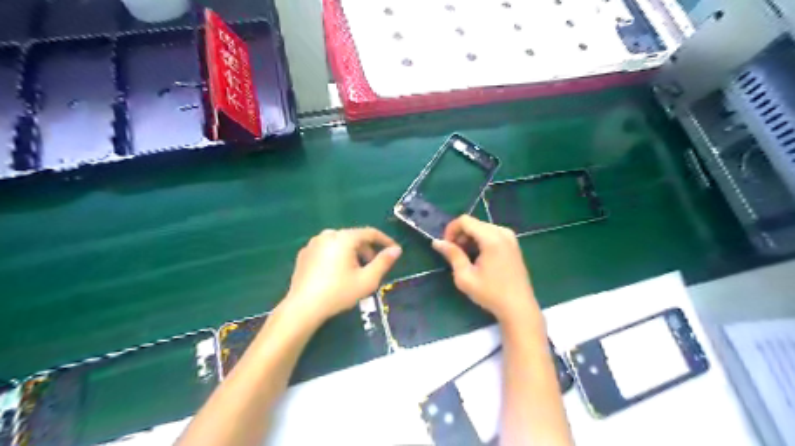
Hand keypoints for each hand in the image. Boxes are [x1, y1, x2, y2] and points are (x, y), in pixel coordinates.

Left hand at [280, 227, 404, 323]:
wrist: (302, 308)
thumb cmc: (338, 293)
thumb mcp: (367, 280)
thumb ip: (384, 262)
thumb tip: (396, 250)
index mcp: (344, 238)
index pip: (370, 233)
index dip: (385, 241)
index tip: (394, 250)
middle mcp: (328, 235)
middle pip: (354, 237)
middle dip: (367, 250)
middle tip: (373, 267)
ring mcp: (313, 243)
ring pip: (340, 243)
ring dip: (352, 253)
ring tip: (356, 272)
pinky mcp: (304, 253)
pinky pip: (327, 249)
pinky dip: (337, 256)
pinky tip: (337, 274)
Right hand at [434, 217, 539, 325]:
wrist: (518, 307)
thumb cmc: (490, 293)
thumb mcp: (465, 276)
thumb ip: (452, 255)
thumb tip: (437, 242)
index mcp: (491, 238)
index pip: (465, 220)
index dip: (451, 230)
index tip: (446, 246)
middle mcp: (502, 232)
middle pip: (474, 223)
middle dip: (460, 234)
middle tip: (454, 253)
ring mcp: (510, 237)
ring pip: (482, 228)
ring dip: (470, 238)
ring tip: (465, 257)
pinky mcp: (513, 244)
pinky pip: (492, 234)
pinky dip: (481, 240)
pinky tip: (478, 257)